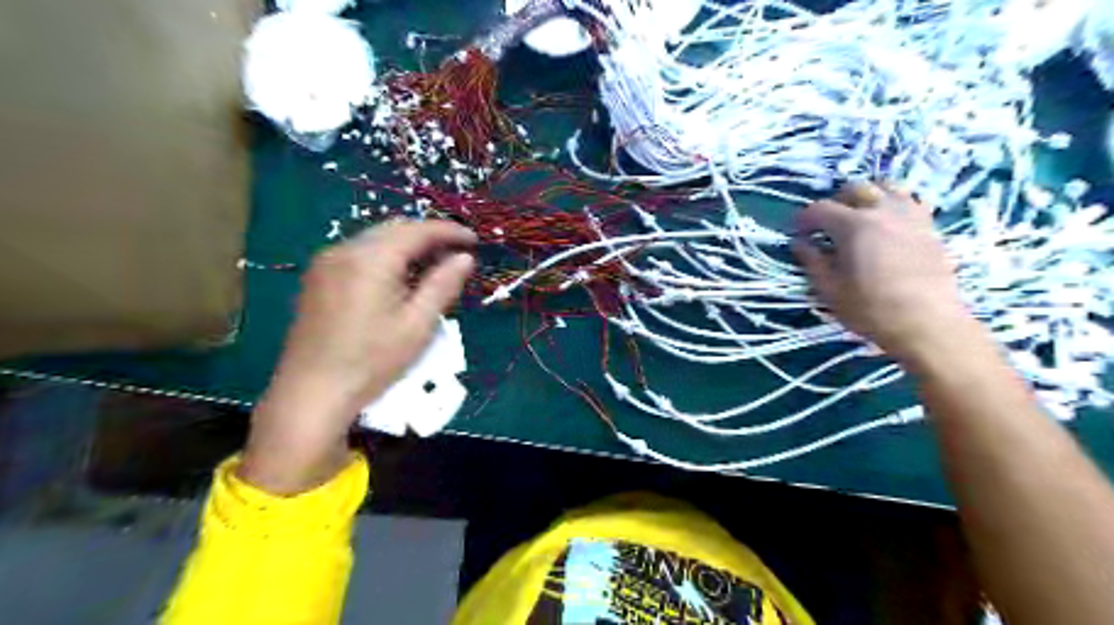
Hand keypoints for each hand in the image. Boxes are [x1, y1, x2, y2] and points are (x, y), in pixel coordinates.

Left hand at [240, 219, 472, 492]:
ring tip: (432, 266)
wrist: (311, 392)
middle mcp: (344, 250)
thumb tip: (465, 258)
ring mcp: (325, 263)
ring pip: (375, 239)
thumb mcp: (418, 324)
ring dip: (406, 246)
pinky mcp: (317, 278)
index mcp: (371, 259)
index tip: (473, 239)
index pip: (417, 230)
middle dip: (428, 236)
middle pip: (394, 229)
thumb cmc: (372, 361)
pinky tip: (398, 279)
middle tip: (456, 253)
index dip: (448, 231)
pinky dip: (385, 257)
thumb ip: (443, 285)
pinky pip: (359, 254)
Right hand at [792, 180, 976, 363]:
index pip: (821, 209)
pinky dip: (892, 204)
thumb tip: (800, 243)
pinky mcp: (929, 226)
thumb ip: (812, 262)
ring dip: (867, 196)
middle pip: (855, 189)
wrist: (927, 323)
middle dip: (835, 202)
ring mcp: (910, 215)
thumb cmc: (870, 309)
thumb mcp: (829, 290)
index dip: (805, 219)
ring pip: (886, 187)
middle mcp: (882, 211)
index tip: (799, 234)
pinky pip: (909, 200)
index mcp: (853, 226)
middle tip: (827, 225)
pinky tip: (886, 224)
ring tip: (859, 217)